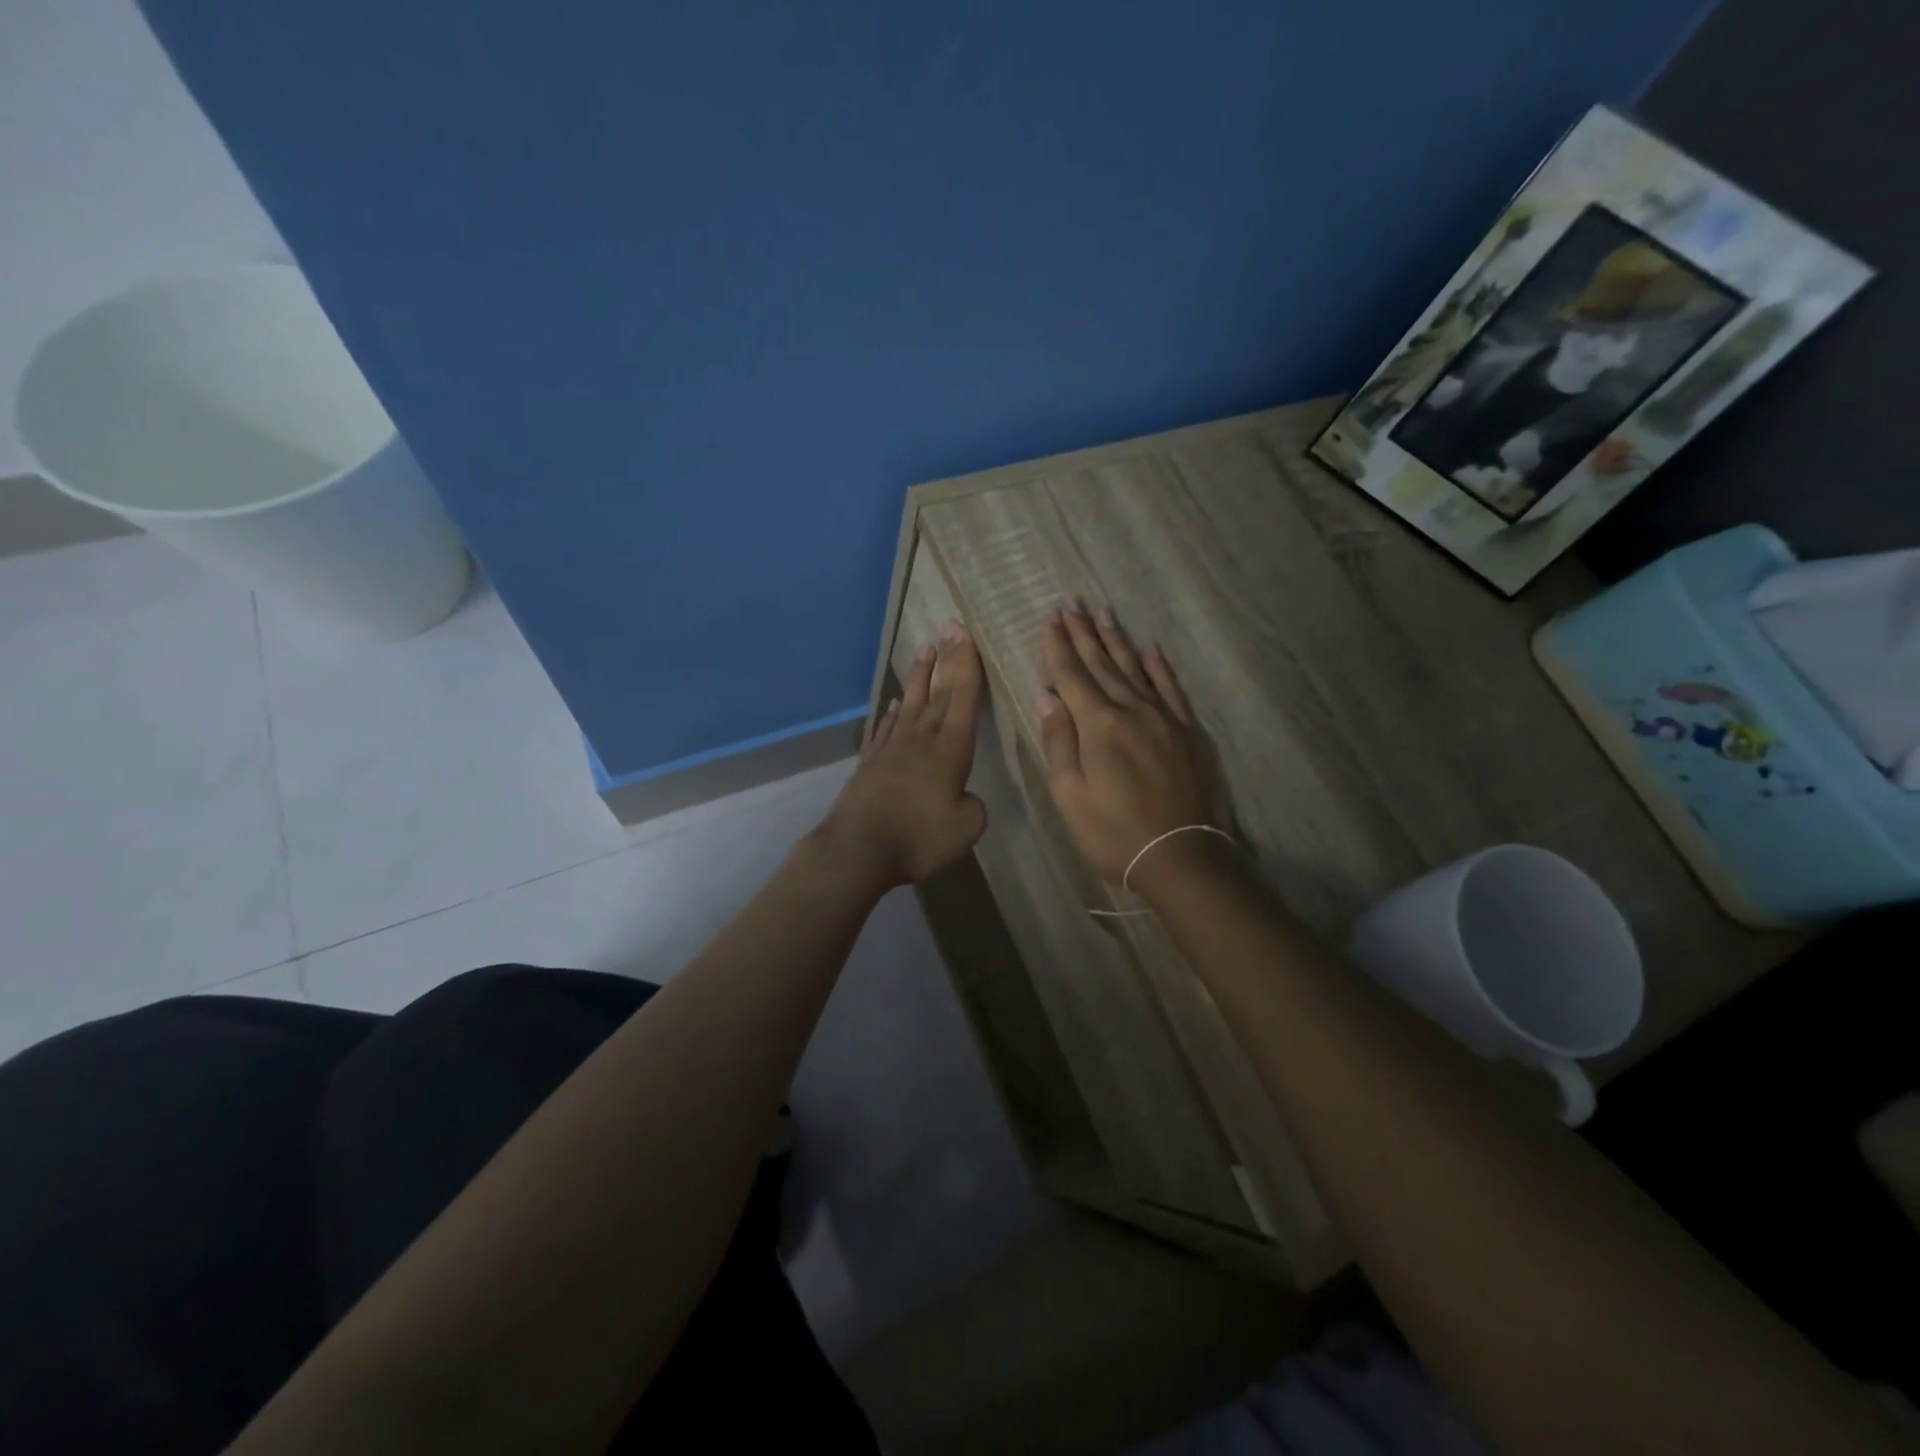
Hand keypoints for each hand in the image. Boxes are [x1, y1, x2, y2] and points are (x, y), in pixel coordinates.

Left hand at [816, 620, 987, 887]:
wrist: (858, 849)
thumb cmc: (919, 837)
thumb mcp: (966, 828)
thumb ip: (973, 806)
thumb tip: (964, 796)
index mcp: (950, 749)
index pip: (963, 698)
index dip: (967, 665)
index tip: (965, 634)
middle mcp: (922, 738)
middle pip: (939, 692)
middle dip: (948, 659)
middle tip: (951, 627)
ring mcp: (892, 747)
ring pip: (911, 702)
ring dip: (920, 676)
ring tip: (926, 650)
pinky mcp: (871, 761)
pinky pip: (886, 727)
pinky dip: (893, 712)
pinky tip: (896, 703)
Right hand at [1037, 603, 1230, 891]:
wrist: (1182, 856)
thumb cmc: (1114, 832)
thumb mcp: (1070, 794)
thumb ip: (1059, 741)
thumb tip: (1047, 696)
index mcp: (1099, 725)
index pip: (1072, 676)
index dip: (1057, 647)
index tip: (1048, 620)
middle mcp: (1133, 710)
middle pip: (1102, 664)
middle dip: (1083, 634)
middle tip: (1071, 604)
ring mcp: (1165, 718)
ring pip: (1136, 669)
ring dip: (1117, 640)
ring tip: (1103, 613)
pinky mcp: (1189, 732)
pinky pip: (1172, 689)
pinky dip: (1159, 668)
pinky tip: (1150, 650)